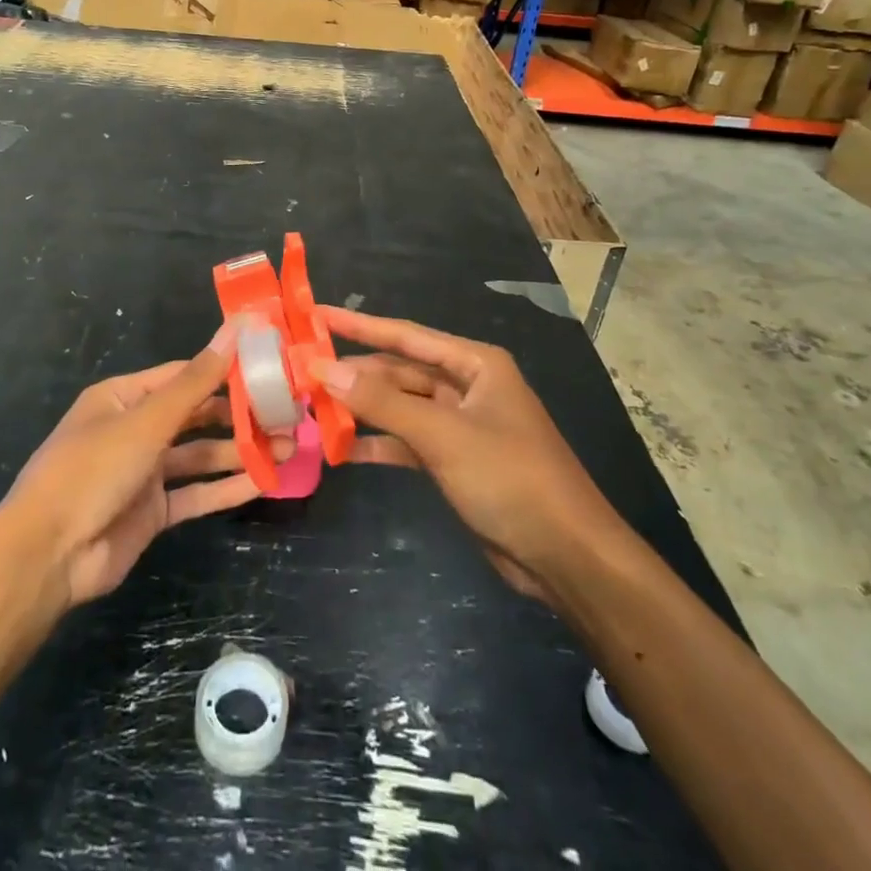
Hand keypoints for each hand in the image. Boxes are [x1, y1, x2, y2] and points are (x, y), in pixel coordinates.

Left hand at [5, 323, 271, 607]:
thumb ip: (197, 380)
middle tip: (286, 412)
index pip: (183, 374)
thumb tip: (235, 328)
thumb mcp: (148, 420)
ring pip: (200, 455)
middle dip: (239, 414)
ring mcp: (144, 472)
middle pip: (195, 415)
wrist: (49, 555)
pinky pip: (196, 493)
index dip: (224, 369)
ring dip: (240, 451)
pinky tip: (264, 481)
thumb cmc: (94, 469)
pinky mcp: (153, 511)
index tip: (268, 366)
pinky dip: (226, 487)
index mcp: (124, 397)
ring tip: (288, 447)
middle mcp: (135, 429)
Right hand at [318, 307, 617, 603]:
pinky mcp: (456, 461)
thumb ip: (381, 402)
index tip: (316, 314)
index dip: (358, 325)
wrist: (566, 556)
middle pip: (400, 371)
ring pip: (401, 407)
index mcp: (474, 364)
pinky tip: (344, 451)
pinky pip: (408, 442)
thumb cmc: (510, 478)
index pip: (405, 335)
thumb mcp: (442, 435)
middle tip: (304, 374)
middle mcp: (468, 387)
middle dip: (356, 374)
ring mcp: (461, 425)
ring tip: (314, 410)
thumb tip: (324, 368)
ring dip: (363, 411)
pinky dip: (379, 445)